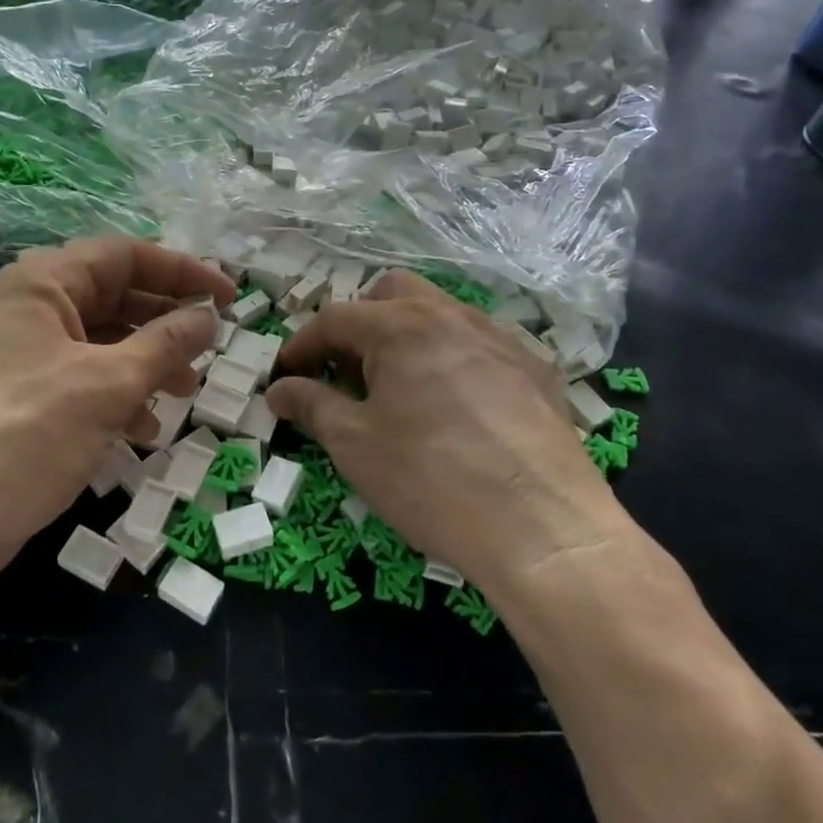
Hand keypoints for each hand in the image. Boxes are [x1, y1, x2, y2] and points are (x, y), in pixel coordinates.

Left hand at [0, 238, 235, 594]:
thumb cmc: (25, 436)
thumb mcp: (107, 386)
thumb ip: (165, 344)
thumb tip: (209, 317)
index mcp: (42, 282)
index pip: (126, 256)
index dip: (183, 273)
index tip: (231, 298)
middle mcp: (30, 306)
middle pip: (115, 295)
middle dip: (166, 322)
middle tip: (211, 345)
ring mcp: (23, 352)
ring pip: (103, 340)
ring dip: (147, 361)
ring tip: (184, 392)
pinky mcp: (22, 394)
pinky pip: (83, 377)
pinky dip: (118, 394)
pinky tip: (142, 429)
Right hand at [265, 271, 625, 593]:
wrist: (544, 527)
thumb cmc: (431, 479)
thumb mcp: (354, 444)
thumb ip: (311, 405)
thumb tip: (279, 388)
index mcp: (401, 326)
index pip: (335, 319)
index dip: (302, 345)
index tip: (287, 376)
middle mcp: (451, 315)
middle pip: (391, 294)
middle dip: (359, 323)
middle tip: (347, 372)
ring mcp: (500, 338)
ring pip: (440, 313)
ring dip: (407, 337)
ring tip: (400, 390)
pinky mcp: (536, 368)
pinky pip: (479, 344)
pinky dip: (451, 358)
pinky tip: (456, 408)